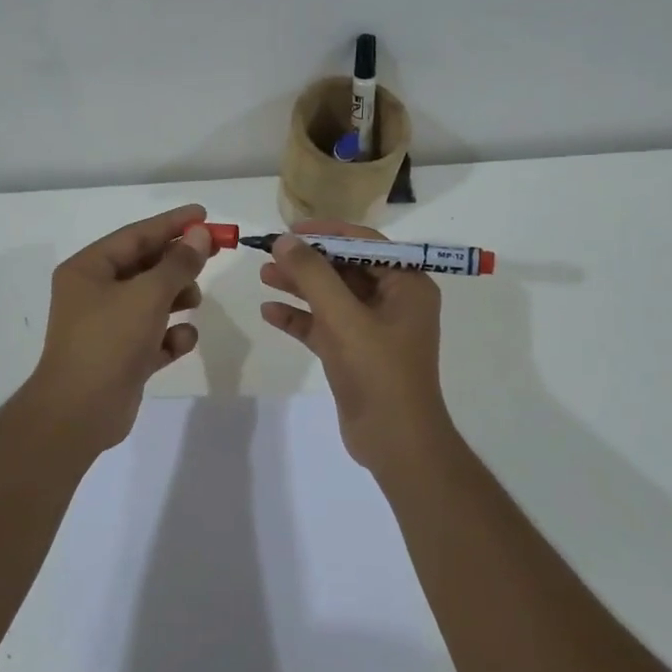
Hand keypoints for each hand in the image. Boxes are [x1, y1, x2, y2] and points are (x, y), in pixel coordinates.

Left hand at [21, 203, 216, 453]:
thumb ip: (178, 263)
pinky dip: (170, 336)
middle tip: (213, 254)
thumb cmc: (109, 341)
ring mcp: (107, 327)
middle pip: (145, 266)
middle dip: (178, 263)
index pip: (136, 235)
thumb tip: (201, 235)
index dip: (172, 223)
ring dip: (177, 298)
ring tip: (194, 302)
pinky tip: (181, 342)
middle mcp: (94, 293)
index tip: (204, 214)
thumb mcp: (148, 295)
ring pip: (151, 301)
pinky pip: (153, 336)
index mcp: (88, 270)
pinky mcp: (122, 357)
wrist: (80, 412)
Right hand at [259, 220, 454, 471]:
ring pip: (332, 297)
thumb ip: (313, 275)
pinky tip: (270, 312)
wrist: (395, 441)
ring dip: (299, 287)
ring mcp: (373, 328)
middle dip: (308, 261)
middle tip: (270, 254)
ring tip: (263, 276)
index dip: (326, 232)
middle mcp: (394, 301)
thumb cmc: (378, 371)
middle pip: (345, 268)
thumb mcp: (344, 317)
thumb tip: (285, 240)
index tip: (290, 230)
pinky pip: (324, 325)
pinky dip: (300, 318)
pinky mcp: (354, 352)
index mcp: (407, 284)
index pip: (364, 243)